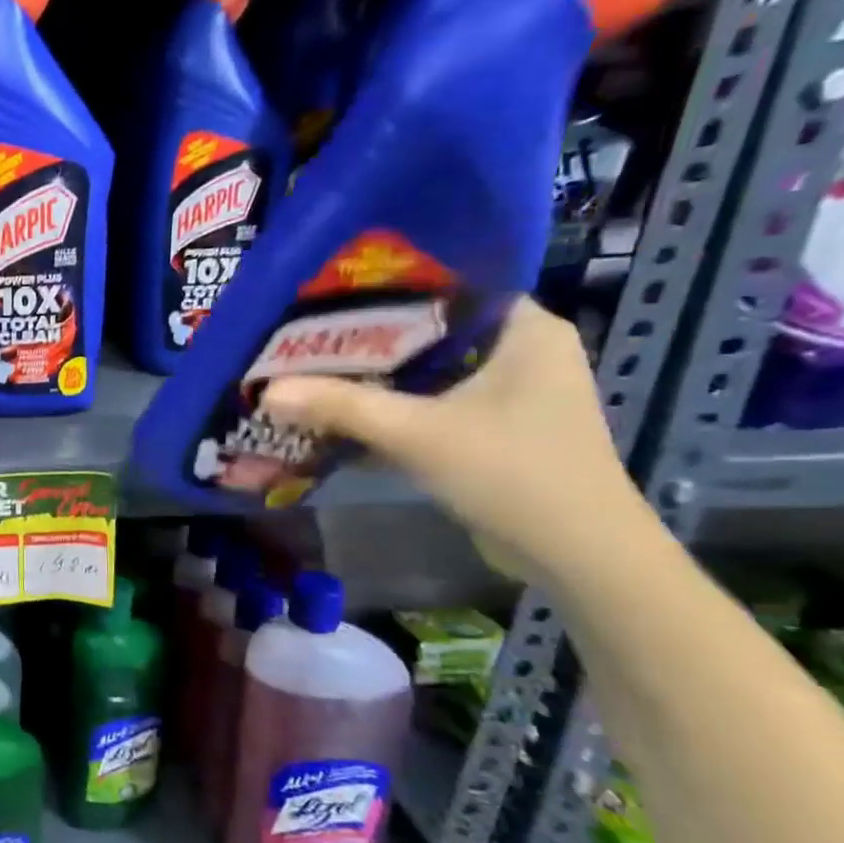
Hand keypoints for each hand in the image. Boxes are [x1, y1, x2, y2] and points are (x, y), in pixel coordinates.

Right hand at [259, 298, 650, 588]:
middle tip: (302, 335)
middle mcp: (520, 352)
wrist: (576, 557)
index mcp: (525, 329)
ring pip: (425, 372)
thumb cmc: (514, 473)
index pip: (446, 286)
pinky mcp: (491, 429)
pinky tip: (339, 413)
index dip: (384, 288)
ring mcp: (507, 393)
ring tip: (309, 369)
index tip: (324, 295)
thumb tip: (267, 392)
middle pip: (427, 333)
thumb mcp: (418, 433)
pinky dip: (390, 409)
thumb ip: (340, 406)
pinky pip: (428, 404)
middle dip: (365, 340)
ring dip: (373, 378)